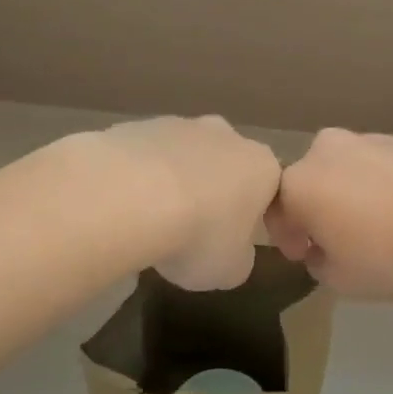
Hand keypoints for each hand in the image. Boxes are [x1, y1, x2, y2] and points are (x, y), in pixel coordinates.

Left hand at [91, 116, 282, 289]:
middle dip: (213, 192)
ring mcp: (179, 124)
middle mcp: (226, 134)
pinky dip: (138, 177)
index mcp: (261, 166)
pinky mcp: (137, 125)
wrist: (130, 197)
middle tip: (193, 231)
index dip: (254, 217)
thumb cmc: (199, 235)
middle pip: (226, 165)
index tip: (234, 242)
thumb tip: (232, 252)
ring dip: (174, 182)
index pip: (269, 189)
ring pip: (183, 156)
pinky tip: (123, 205)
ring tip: (151, 222)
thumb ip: (240, 257)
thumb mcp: (232, 269)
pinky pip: (144, 157)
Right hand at [266, 128, 392, 299]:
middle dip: (319, 211)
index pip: (276, 210)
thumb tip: (322, 250)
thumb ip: (320, 264)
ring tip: (382, 227)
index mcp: (300, 183)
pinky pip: (381, 166)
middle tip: (341, 242)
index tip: (305, 256)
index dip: (287, 238)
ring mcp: (367, 138)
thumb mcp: (342, 280)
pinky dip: (384, 185)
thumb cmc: (390, 252)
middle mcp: (326, 151)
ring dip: (352, 196)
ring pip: (347, 171)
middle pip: (311, 183)